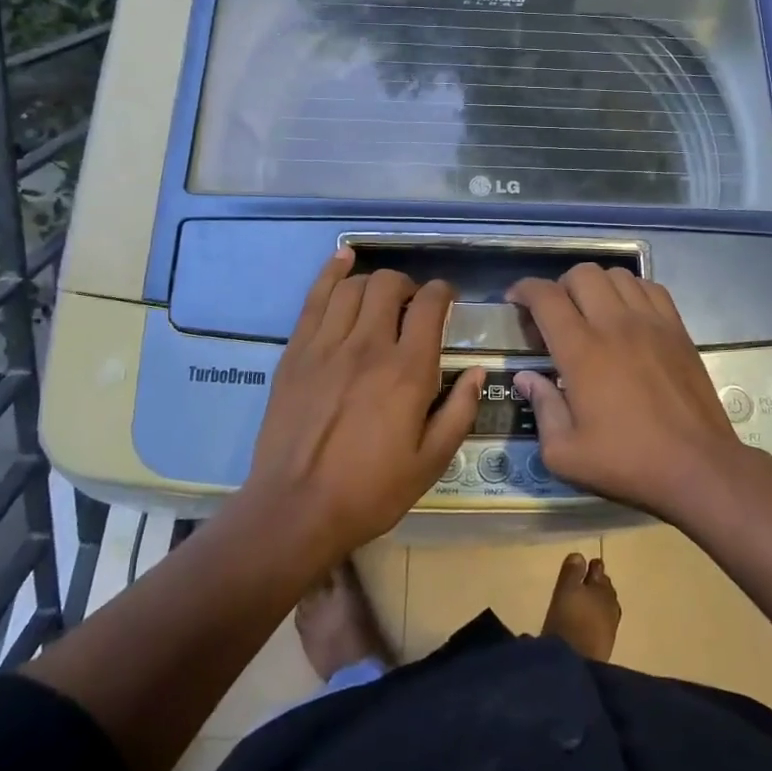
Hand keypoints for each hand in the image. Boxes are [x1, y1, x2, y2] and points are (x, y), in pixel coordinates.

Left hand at [241, 250, 480, 560]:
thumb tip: (476, 371)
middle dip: (408, 285)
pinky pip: (314, 298)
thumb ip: (459, 412)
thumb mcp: (431, 462)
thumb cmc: (370, 491)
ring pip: (353, 287)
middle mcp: (369, 346)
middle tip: (412, 305)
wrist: (295, 510)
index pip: (430, 306)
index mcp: (408, 371)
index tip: (446, 299)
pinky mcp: (295, 353)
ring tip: (380, 297)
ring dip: (373, 282)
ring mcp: (326, 345)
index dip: (443, 292)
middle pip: (390, 286)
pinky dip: (330, 273)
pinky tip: (342, 260)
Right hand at [506, 265, 768, 520]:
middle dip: (559, 286)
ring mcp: (651, 322)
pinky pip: (650, 288)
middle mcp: (614, 324)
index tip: (514, 301)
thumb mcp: (565, 453)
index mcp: (581, 351)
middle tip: (554, 316)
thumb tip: (526, 377)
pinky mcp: (678, 329)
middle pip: (581, 274)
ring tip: (591, 313)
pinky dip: (630, 291)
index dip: (524, 290)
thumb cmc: (627, 462)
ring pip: (617, 275)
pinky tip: (627, 316)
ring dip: (595, 286)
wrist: (698, 467)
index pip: (546, 297)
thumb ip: (541, 408)